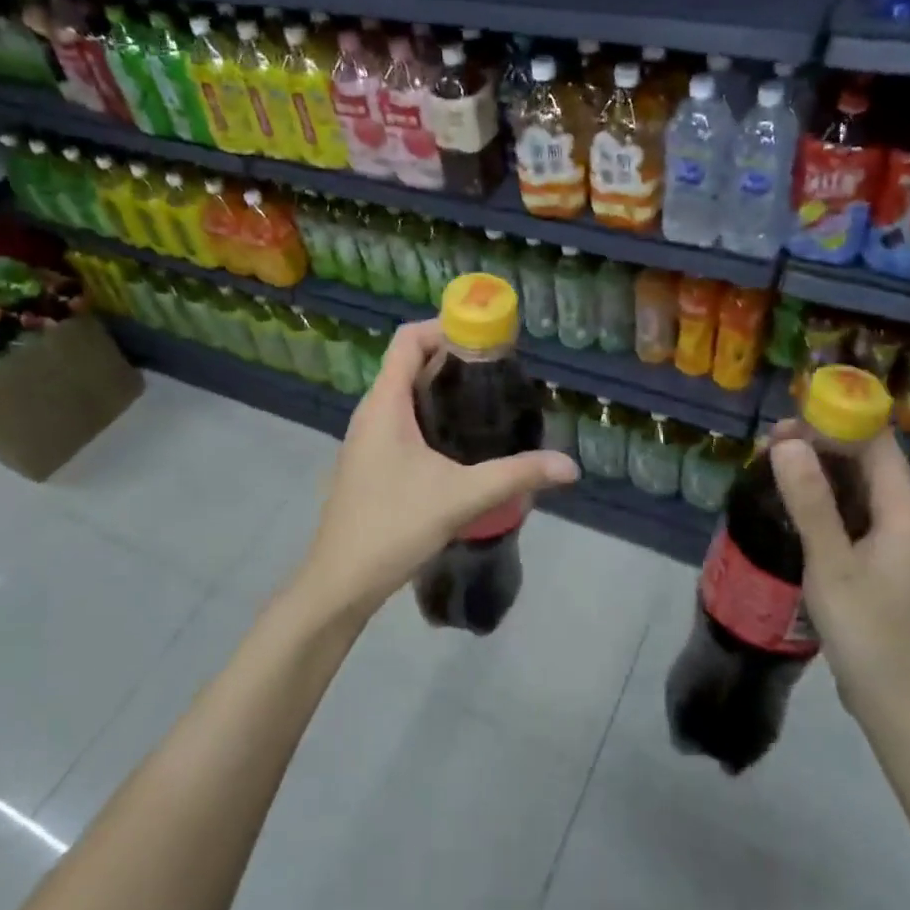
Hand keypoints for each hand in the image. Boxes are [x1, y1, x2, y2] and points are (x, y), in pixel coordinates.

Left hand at [298, 320, 577, 619]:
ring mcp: (367, 438)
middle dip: (453, 358)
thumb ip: (516, 476)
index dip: (445, 327)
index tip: (487, 339)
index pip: (408, 339)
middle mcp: (371, 412)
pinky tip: (461, 442)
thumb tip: (569, 466)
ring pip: (405, 394)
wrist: (340, 582)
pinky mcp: (371, 462)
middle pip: (409, 363)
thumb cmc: (393, 526)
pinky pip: (401, 420)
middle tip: (499, 372)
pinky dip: (431, 414)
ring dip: (442, 388)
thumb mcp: (461, 498)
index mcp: (384, 404)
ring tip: (487, 402)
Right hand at [768, 431, 909, 737]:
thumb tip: (788, 442)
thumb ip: (810, 501)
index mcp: (906, 511)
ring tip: (772, 470)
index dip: (835, 423)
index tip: (784, 425)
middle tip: (767, 448)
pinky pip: (857, 516)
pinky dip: (826, 503)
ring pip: (861, 489)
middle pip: (869, 462)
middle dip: (821, 445)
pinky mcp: (887, 564)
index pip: (877, 442)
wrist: (902, 708)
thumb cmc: (869, 633)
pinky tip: (795, 509)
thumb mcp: (831, 563)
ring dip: (820, 474)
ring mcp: (900, 543)